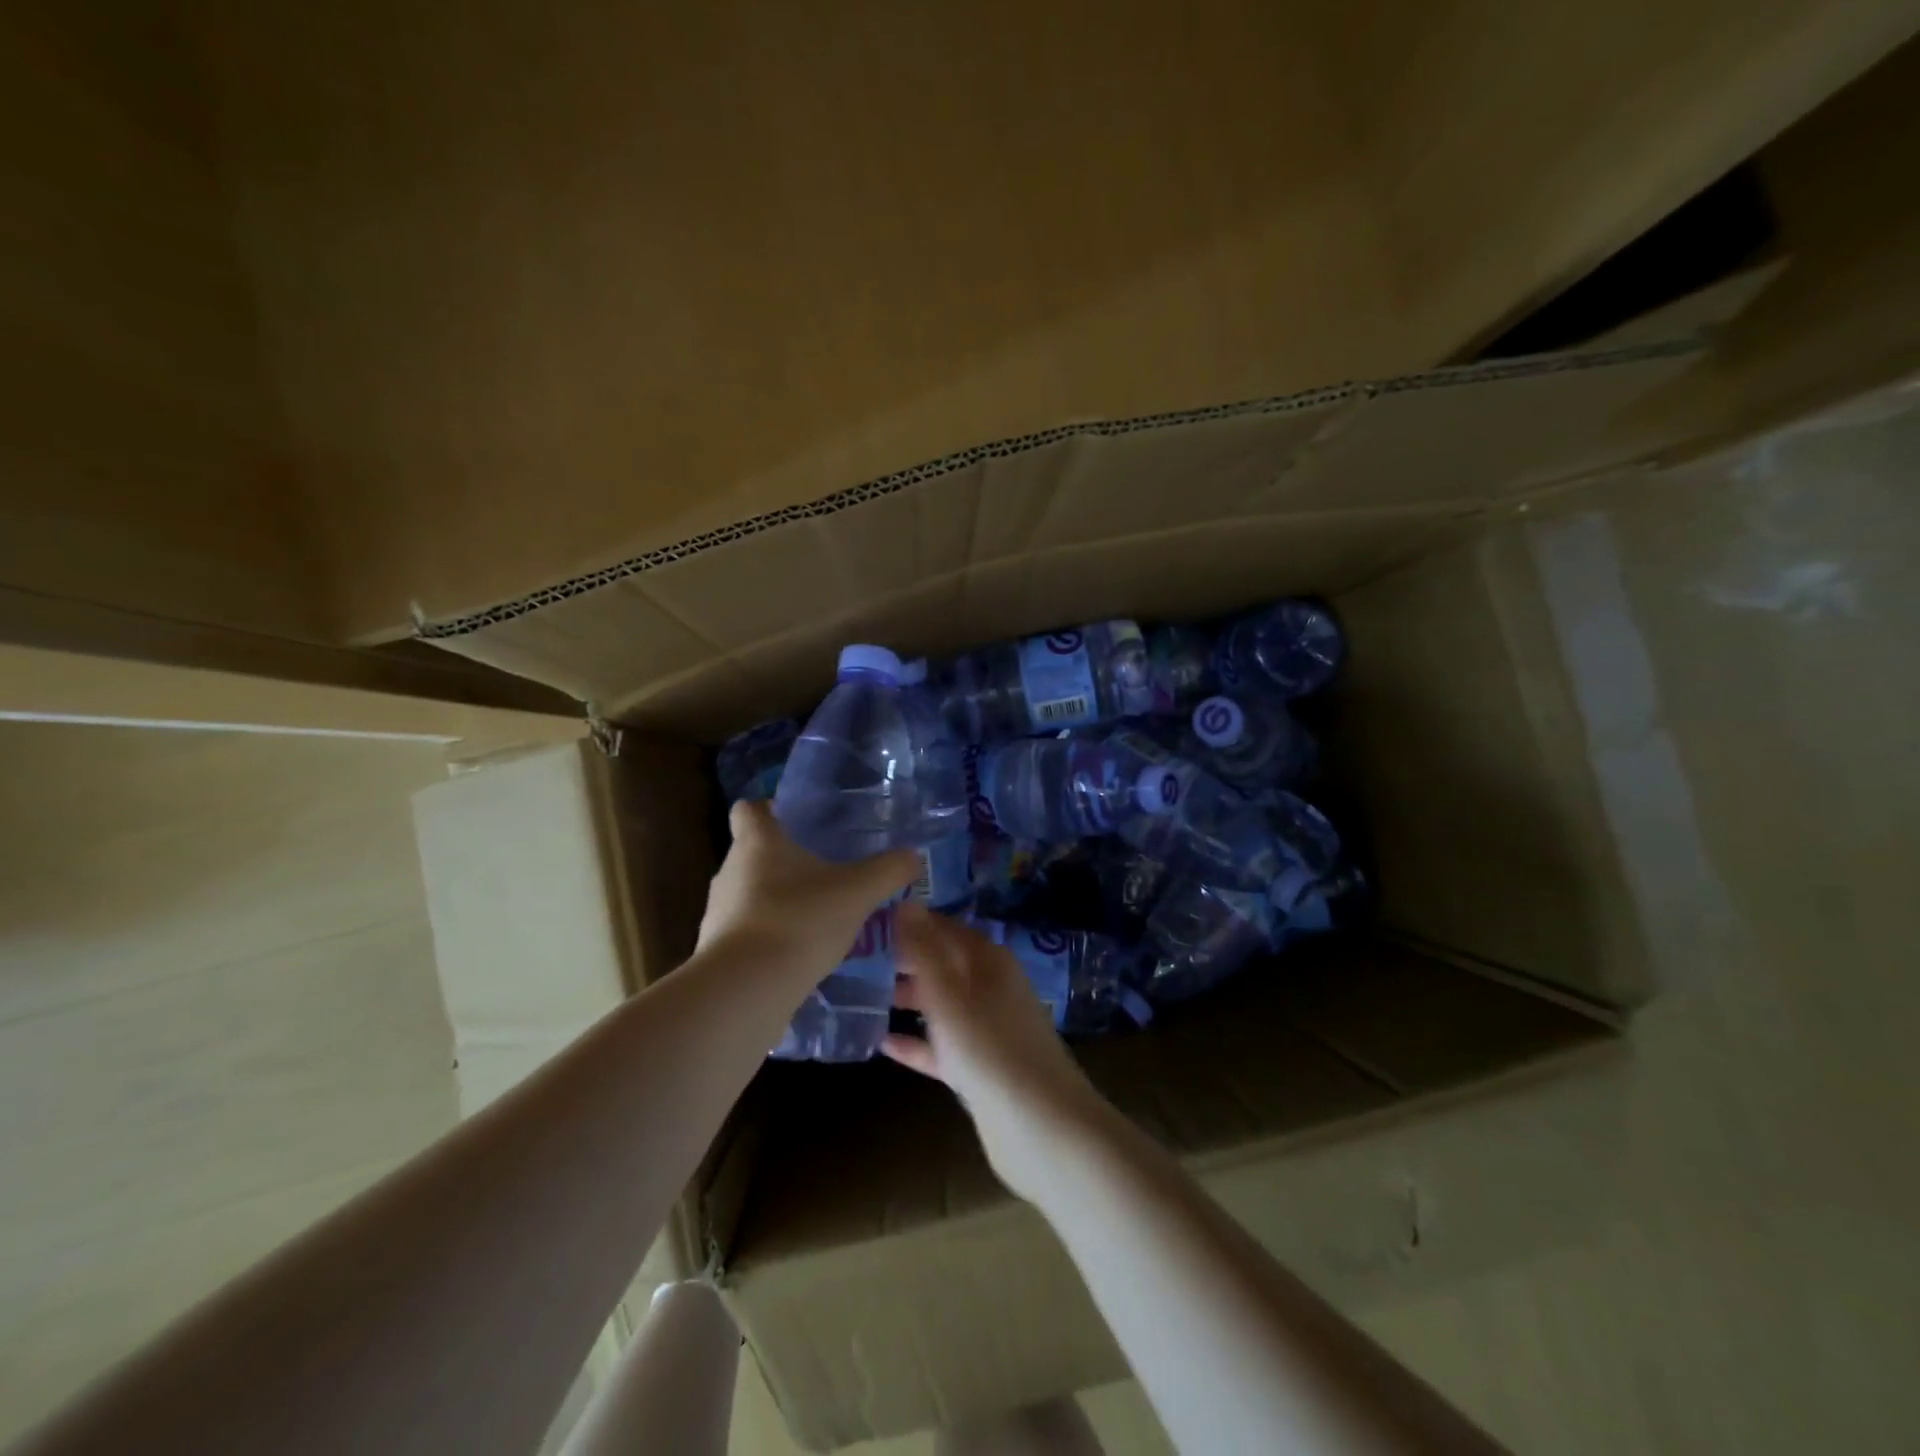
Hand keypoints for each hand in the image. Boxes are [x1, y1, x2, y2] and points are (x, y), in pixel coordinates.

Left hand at [697, 801, 918, 983]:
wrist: (746, 989)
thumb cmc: (800, 920)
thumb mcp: (858, 892)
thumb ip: (888, 871)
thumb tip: (913, 856)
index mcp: (757, 842)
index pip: (748, 809)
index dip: (768, 810)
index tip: (794, 821)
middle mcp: (730, 869)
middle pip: (752, 853)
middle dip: (783, 861)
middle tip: (822, 872)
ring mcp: (717, 911)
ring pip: (749, 894)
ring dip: (776, 901)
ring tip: (815, 917)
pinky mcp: (716, 949)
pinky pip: (745, 931)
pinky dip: (767, 936)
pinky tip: (797, 954)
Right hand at [883, 904, 1113, 1201]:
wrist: (1043, 1130)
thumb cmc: (991, 1051)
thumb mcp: (950, 996)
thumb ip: (925, 951)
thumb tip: (906, 902)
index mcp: (988, 962)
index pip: (944, 928)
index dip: (911, 922)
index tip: (869, 921)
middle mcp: (990, 988)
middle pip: (942, 964)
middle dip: (905, 960)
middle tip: (856, 958)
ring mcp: (986, 1030)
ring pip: (941, 1005)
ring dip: (908, 999)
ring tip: (862, 994)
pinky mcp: (981, 1068)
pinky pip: (942, 1046)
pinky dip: (917, 1043)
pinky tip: (882, 1044)